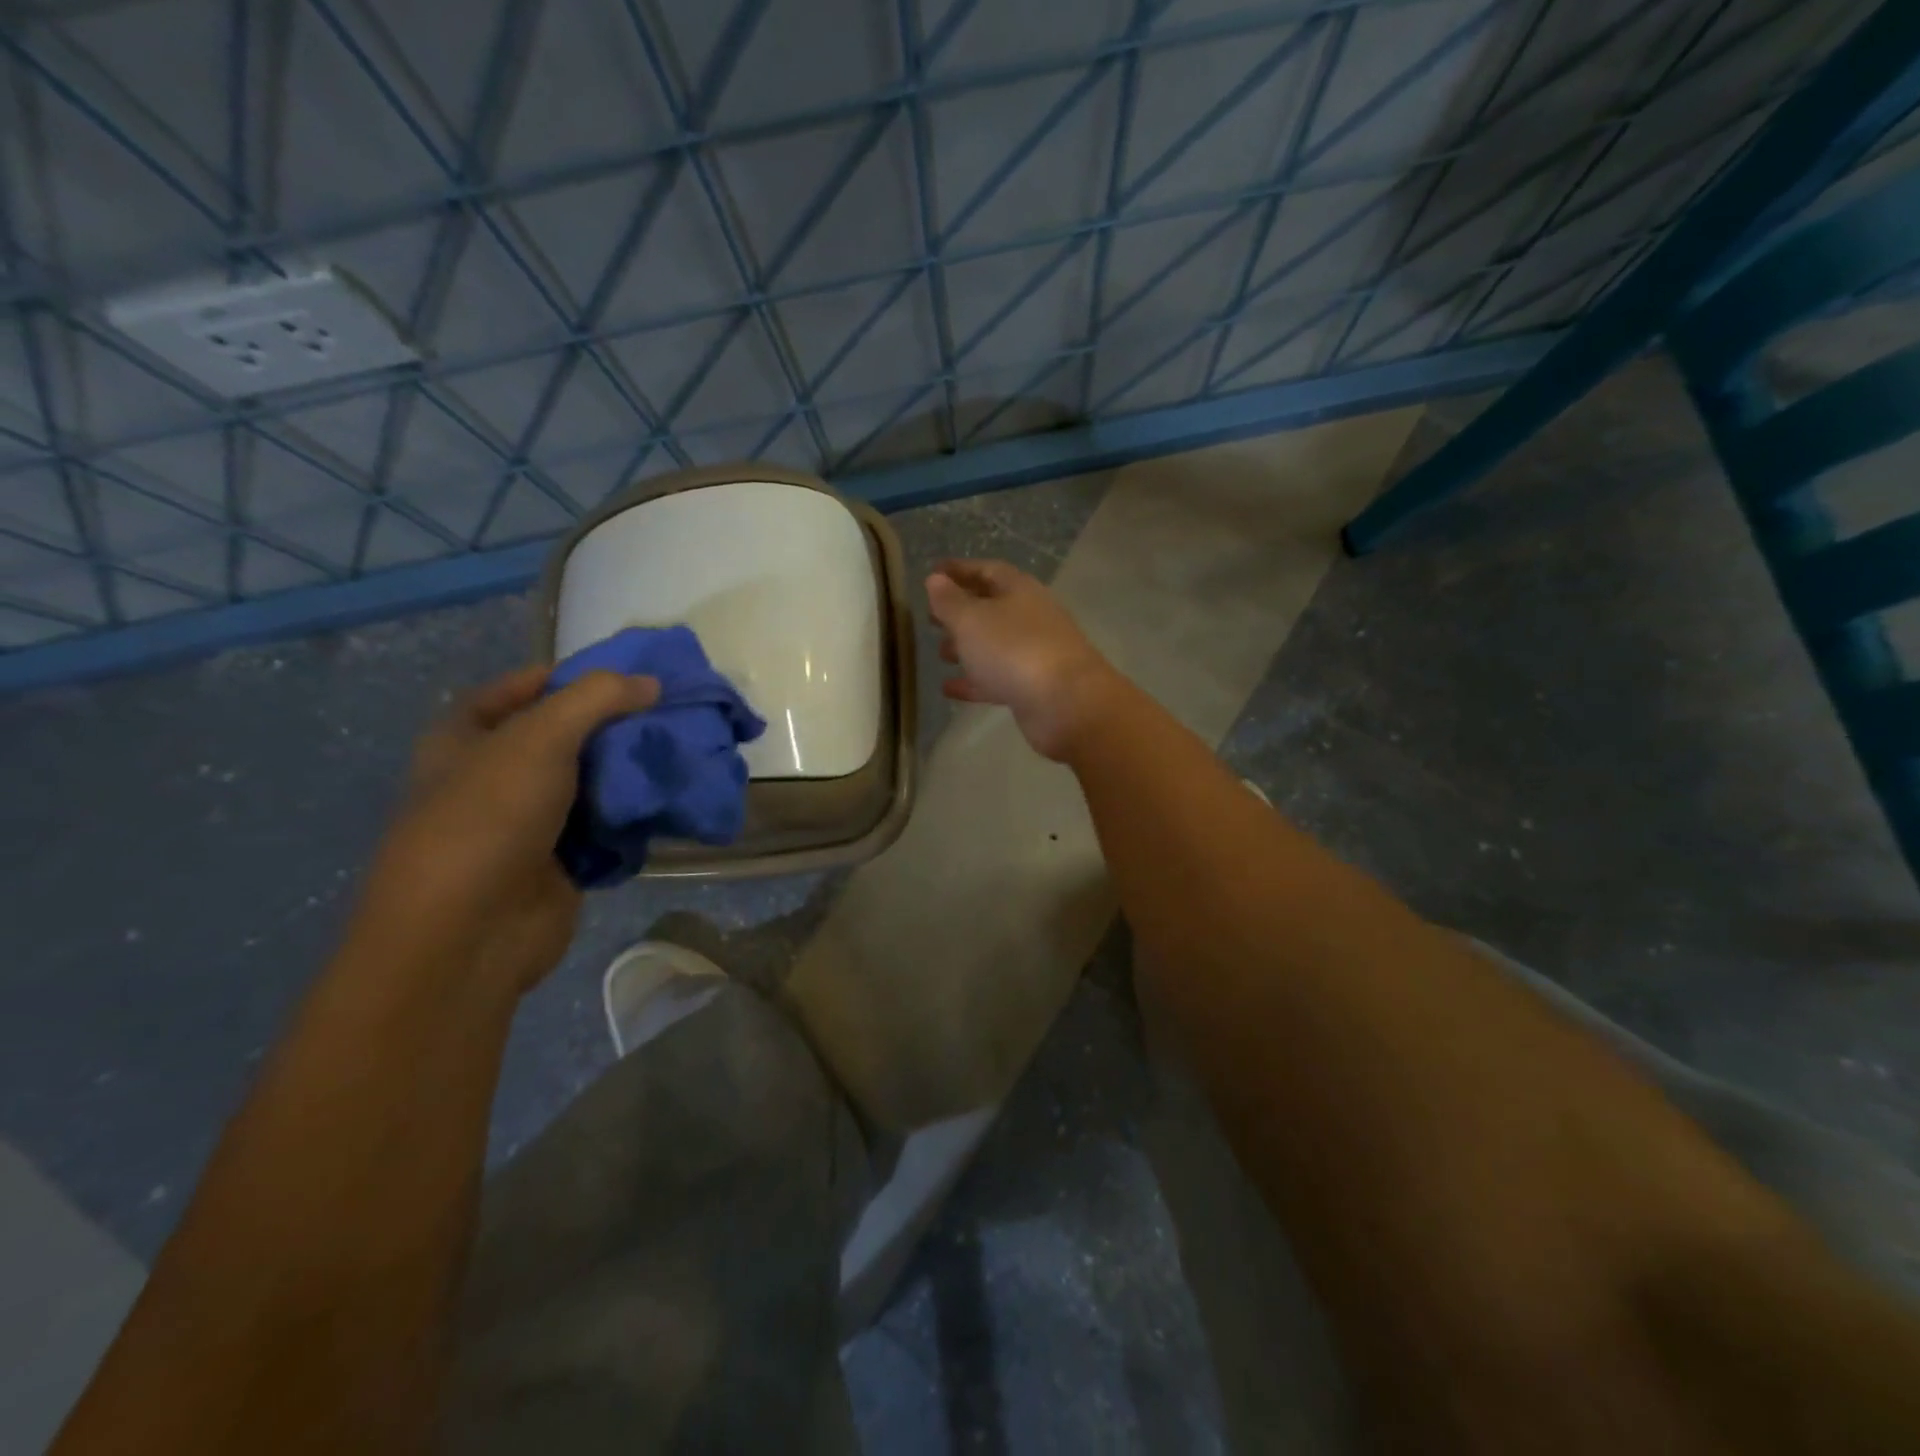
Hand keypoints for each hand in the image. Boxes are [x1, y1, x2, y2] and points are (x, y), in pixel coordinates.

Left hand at [354, 665, 658, 996]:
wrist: (472, 931)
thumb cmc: (489, 816)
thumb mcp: (540, 736)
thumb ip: (598, 698)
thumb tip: (651, 682)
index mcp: (467, 737)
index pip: (522, 688)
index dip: (571, 675)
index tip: (629, 674)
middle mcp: (496, 775)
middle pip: (566, 735)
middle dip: (616, 724)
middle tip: (670, 712)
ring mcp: (530, 821)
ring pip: (592, 781)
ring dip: (632, 770)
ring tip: (683, 750)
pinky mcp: (561, 860)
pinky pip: (607, 825)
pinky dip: (635, 813)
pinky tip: (671, 797)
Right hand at [925, 559, 1118, 760]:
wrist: (1066, 704)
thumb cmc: (1014, 650)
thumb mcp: (972, 619)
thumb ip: (949, 600)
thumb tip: (935, 579)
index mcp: (1019, 590)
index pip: (987, 570)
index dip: (959, 570)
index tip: (933, 572)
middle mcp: (1030, 617)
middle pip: (992, 607)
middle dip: (961, 611)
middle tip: (931, 618)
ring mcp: (1034, 653)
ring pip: (995, 644)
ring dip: (967, 646)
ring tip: (940, 652)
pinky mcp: (1033, 687)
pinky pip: (997, 679)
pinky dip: (973, 681)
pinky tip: (948, 688)